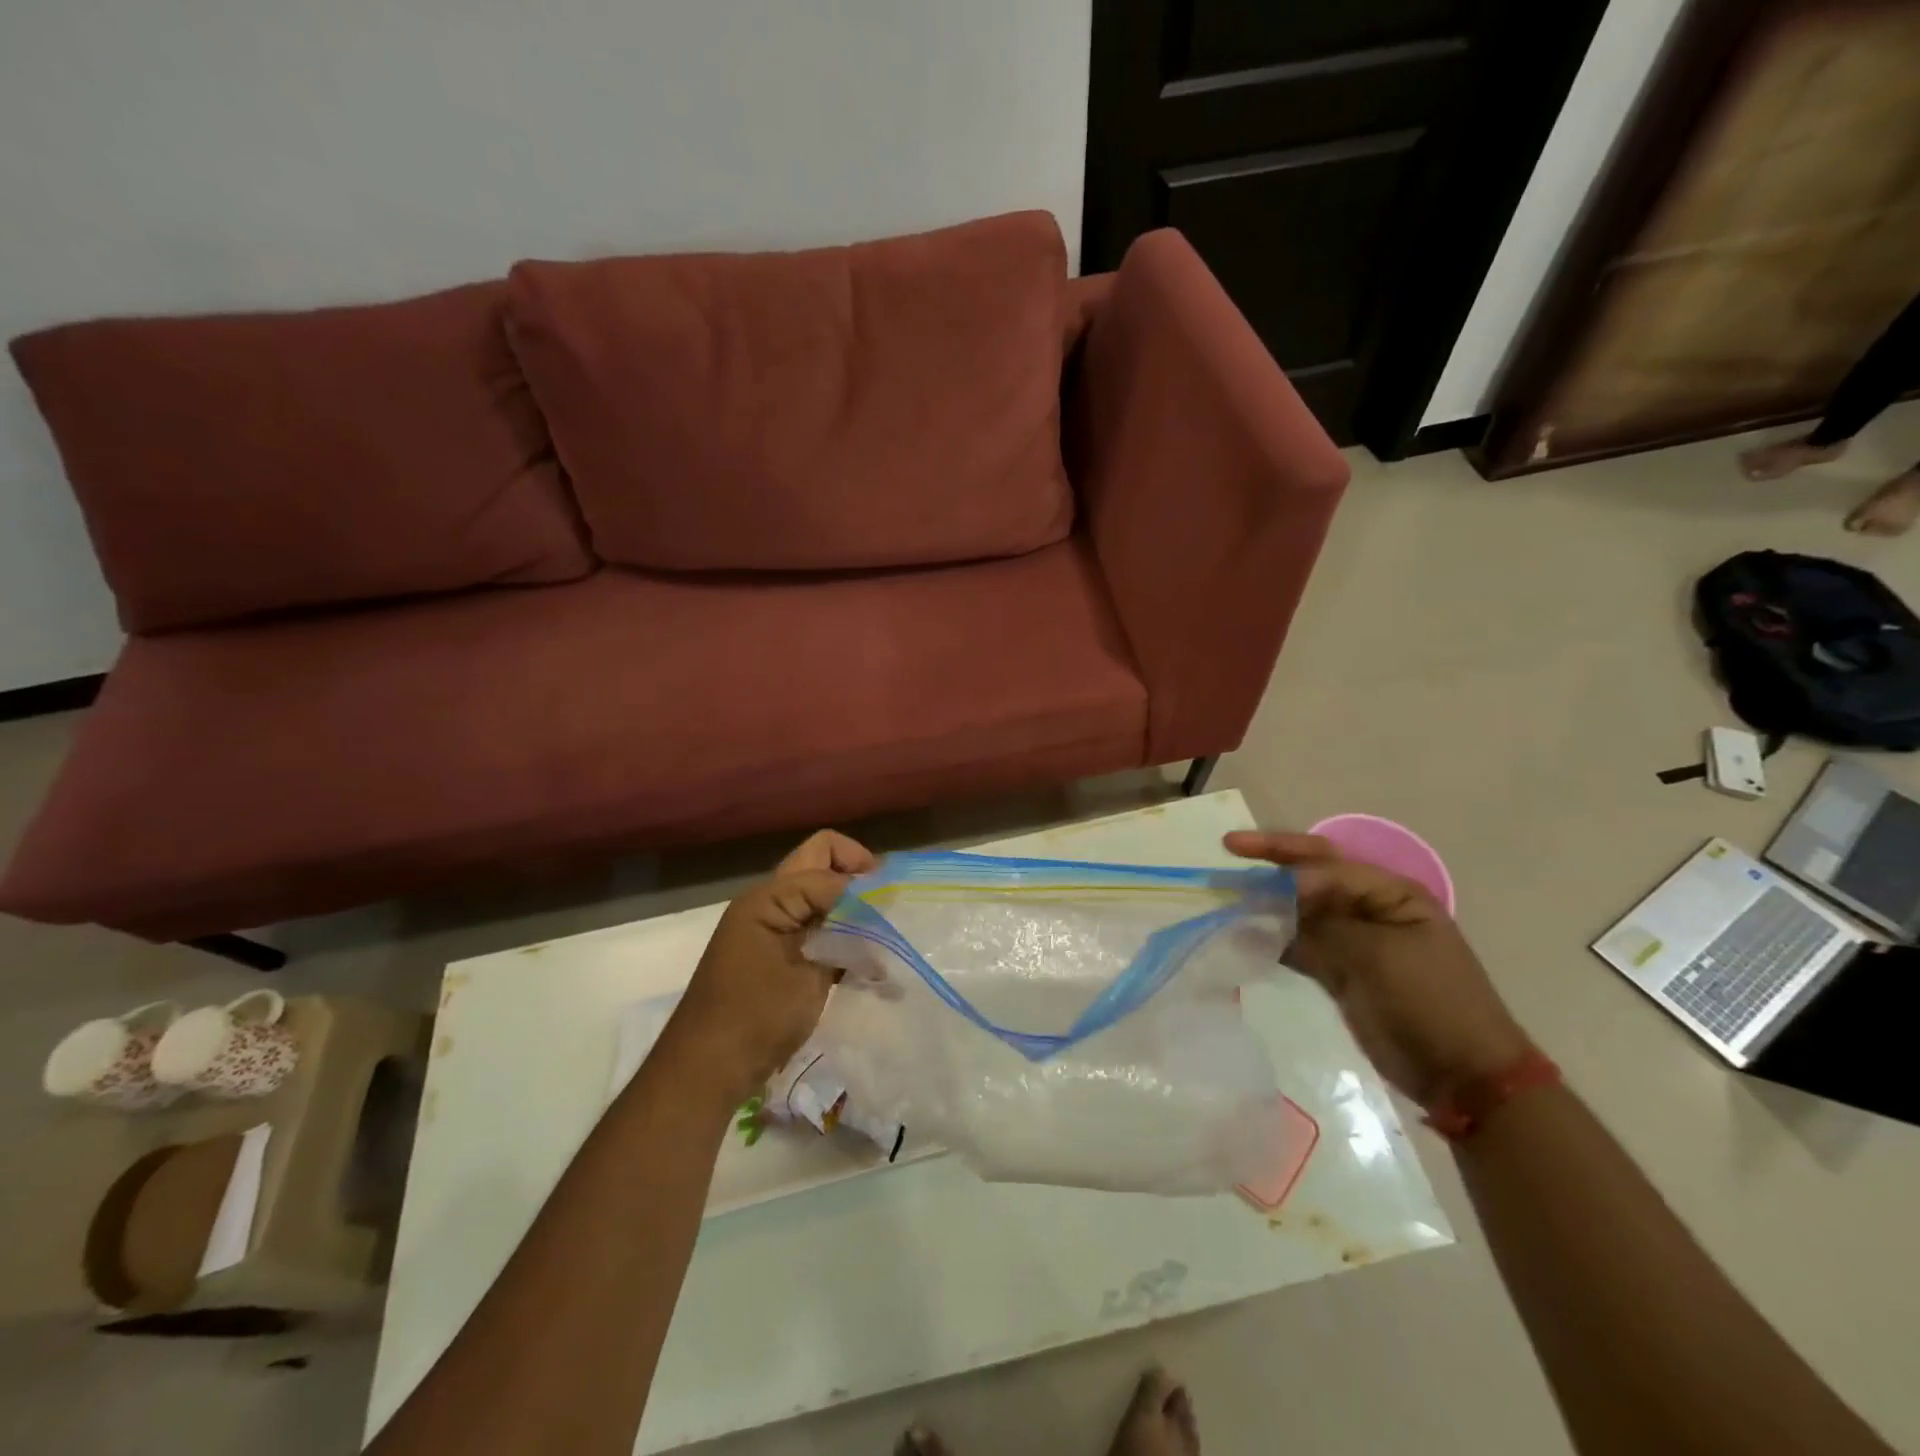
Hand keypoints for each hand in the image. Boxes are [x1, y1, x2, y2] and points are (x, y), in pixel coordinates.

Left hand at [666, 831, 877, 1106]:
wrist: (708, 1071)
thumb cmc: (756, 1017)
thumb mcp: (807, 973)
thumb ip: (843, 932)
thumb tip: (877, 908)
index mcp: (770, 897)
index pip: (826, 855)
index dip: (860, 874)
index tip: (890, 902)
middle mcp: (770, 903)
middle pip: (820, 865)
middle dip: (856, 878)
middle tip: (887, 907)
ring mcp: (773, 930)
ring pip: (820, 897)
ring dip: (851, 908)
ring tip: (883, 936)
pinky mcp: (780, 956)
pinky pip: (816, 928)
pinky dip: (842, 935)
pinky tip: (866, 963)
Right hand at [1225, 831, 1530, 1107]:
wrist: (1463, 1075)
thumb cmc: (1430, 1001)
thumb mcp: (1378, 955)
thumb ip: (1322, 925)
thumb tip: (1266, 910)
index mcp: (1392, 894)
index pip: (1329, 865)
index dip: (1289, 865)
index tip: (1254, 880)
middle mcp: (1371, 908)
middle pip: (1313, 875)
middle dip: (1272, 860)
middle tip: (1230, 846)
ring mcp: (1354, 940)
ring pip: (1300, 910)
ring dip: (1266, 902)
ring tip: (1226, 896)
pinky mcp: (1340, 971)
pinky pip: (1299, 944)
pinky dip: (1272, 939)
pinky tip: (1242, 937)